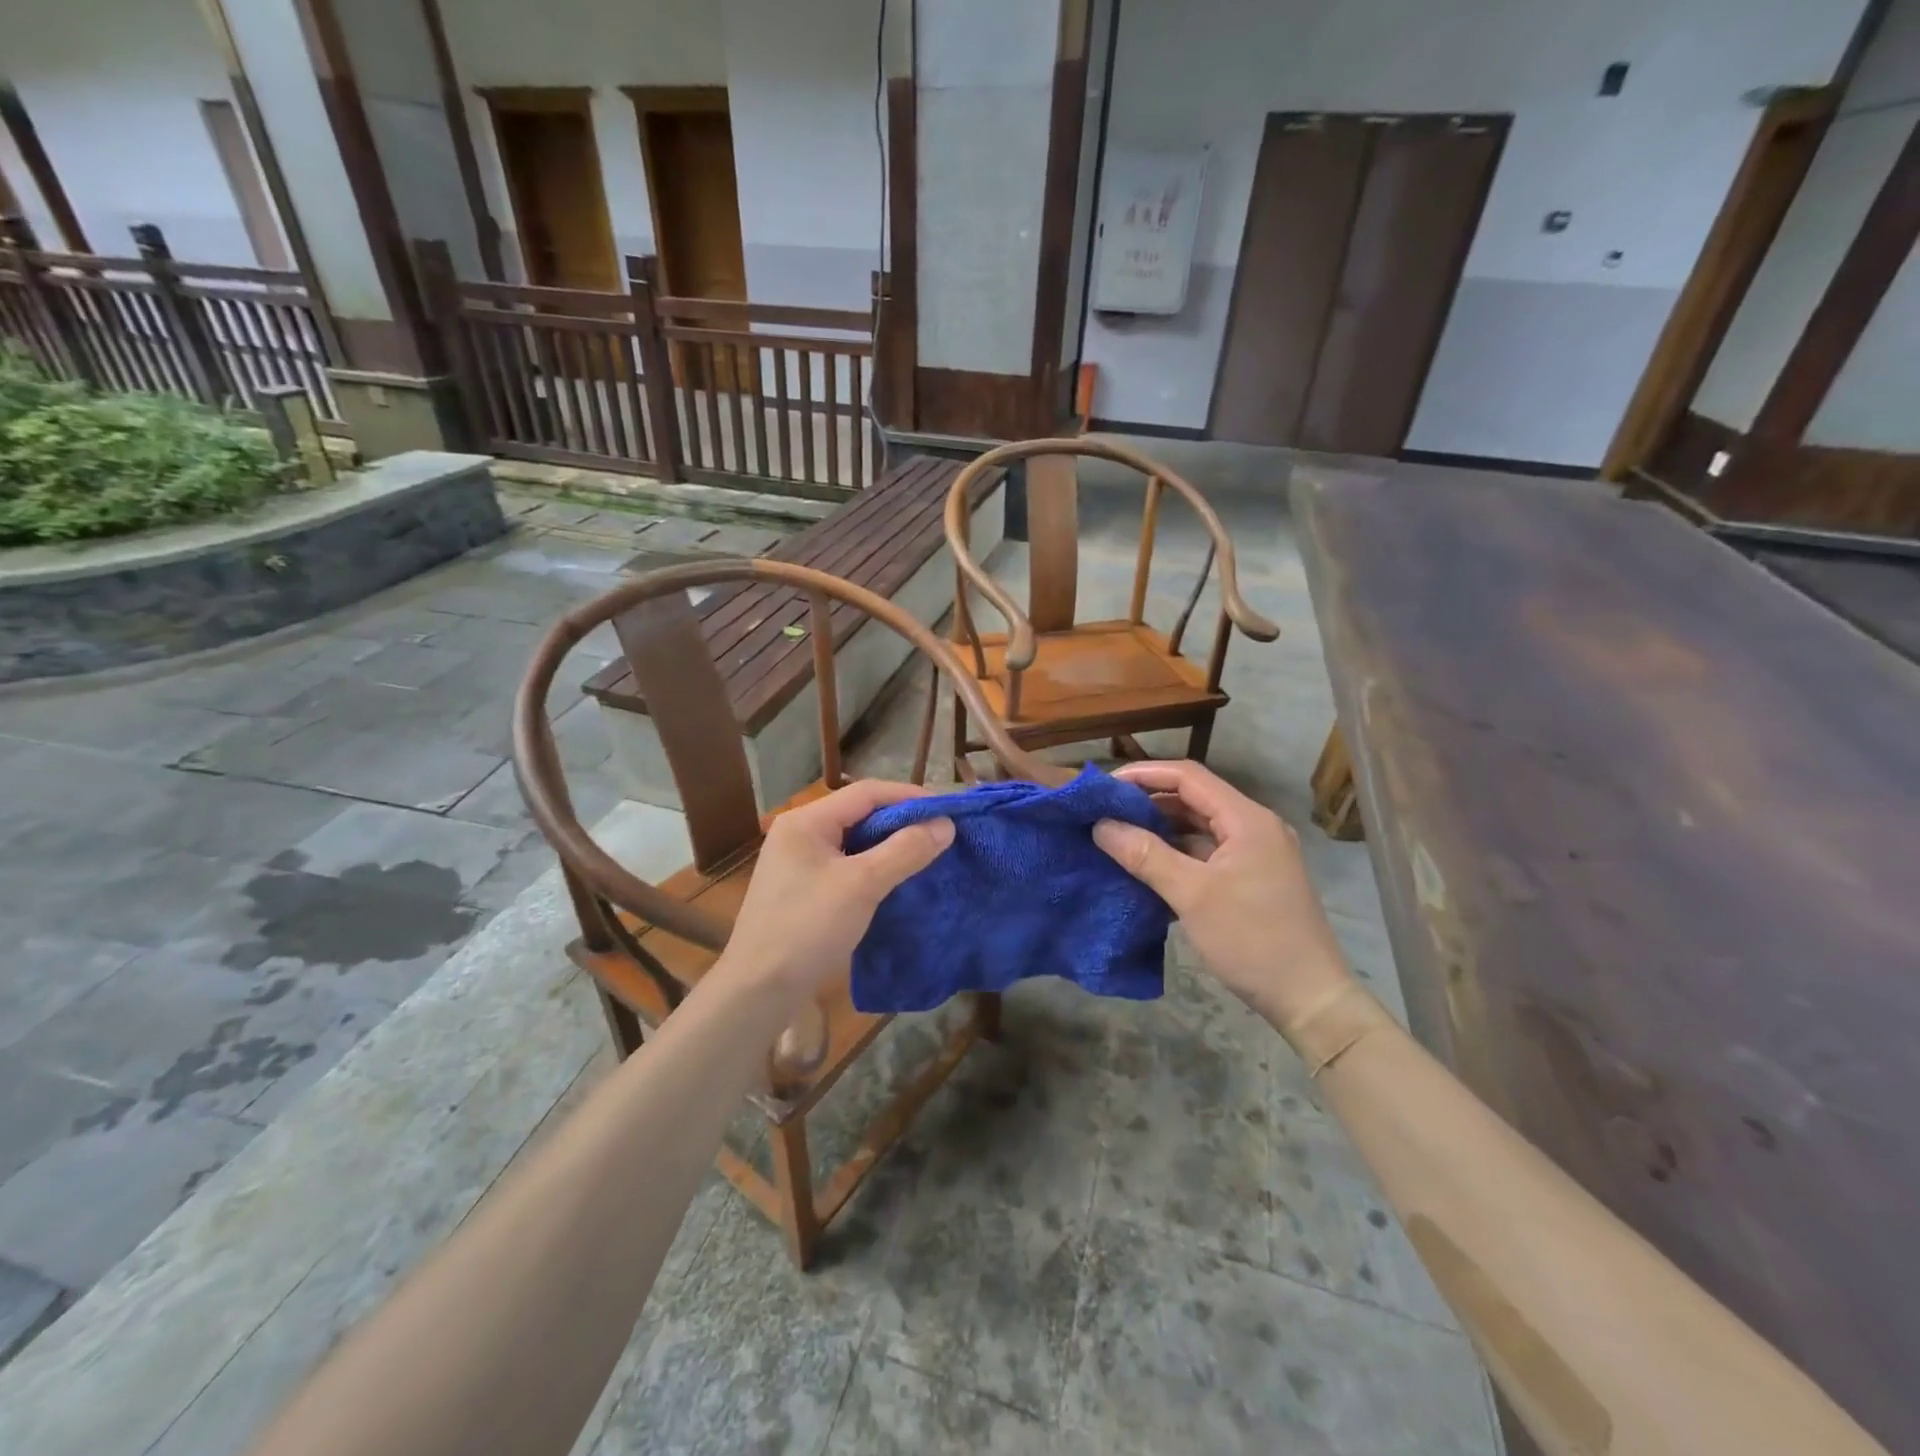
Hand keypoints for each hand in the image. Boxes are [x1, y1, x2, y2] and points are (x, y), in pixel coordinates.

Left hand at [717, 780, 954, 1002]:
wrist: (758, 990)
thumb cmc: (808, 928)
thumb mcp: (863, 885)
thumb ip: (905, 850)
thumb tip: (945, 825)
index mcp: (806, 821)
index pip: (866, 793)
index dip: (909, 797)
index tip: (946, 811)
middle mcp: (799, 834)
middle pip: (859, 814)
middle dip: (901, 822)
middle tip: (941, 835)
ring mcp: (797, 863)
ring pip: (853, 842)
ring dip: (889, 846)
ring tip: (925, 855)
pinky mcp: (801, 891)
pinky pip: (845, 866)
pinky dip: (873, 868)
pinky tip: (895, 881)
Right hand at [1093, 761, 1352, 1029]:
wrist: (1310, 999)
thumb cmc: (1252, 940)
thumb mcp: (1192, 895)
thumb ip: (1145, 855)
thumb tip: (1101, 826)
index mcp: (1247, 819)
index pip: (1188, 777)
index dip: (1144, 775)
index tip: (1104, 786)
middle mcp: (1254, 827)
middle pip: (1194, 798)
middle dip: (1148, 802)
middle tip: (1104, 813)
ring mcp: (1255, 854)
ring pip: (1199, 827)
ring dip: (1160, 829)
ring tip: (1117, 836)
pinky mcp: (1250, 879)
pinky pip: (1206, 853)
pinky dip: (1175, 854)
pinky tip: (1146, 865)